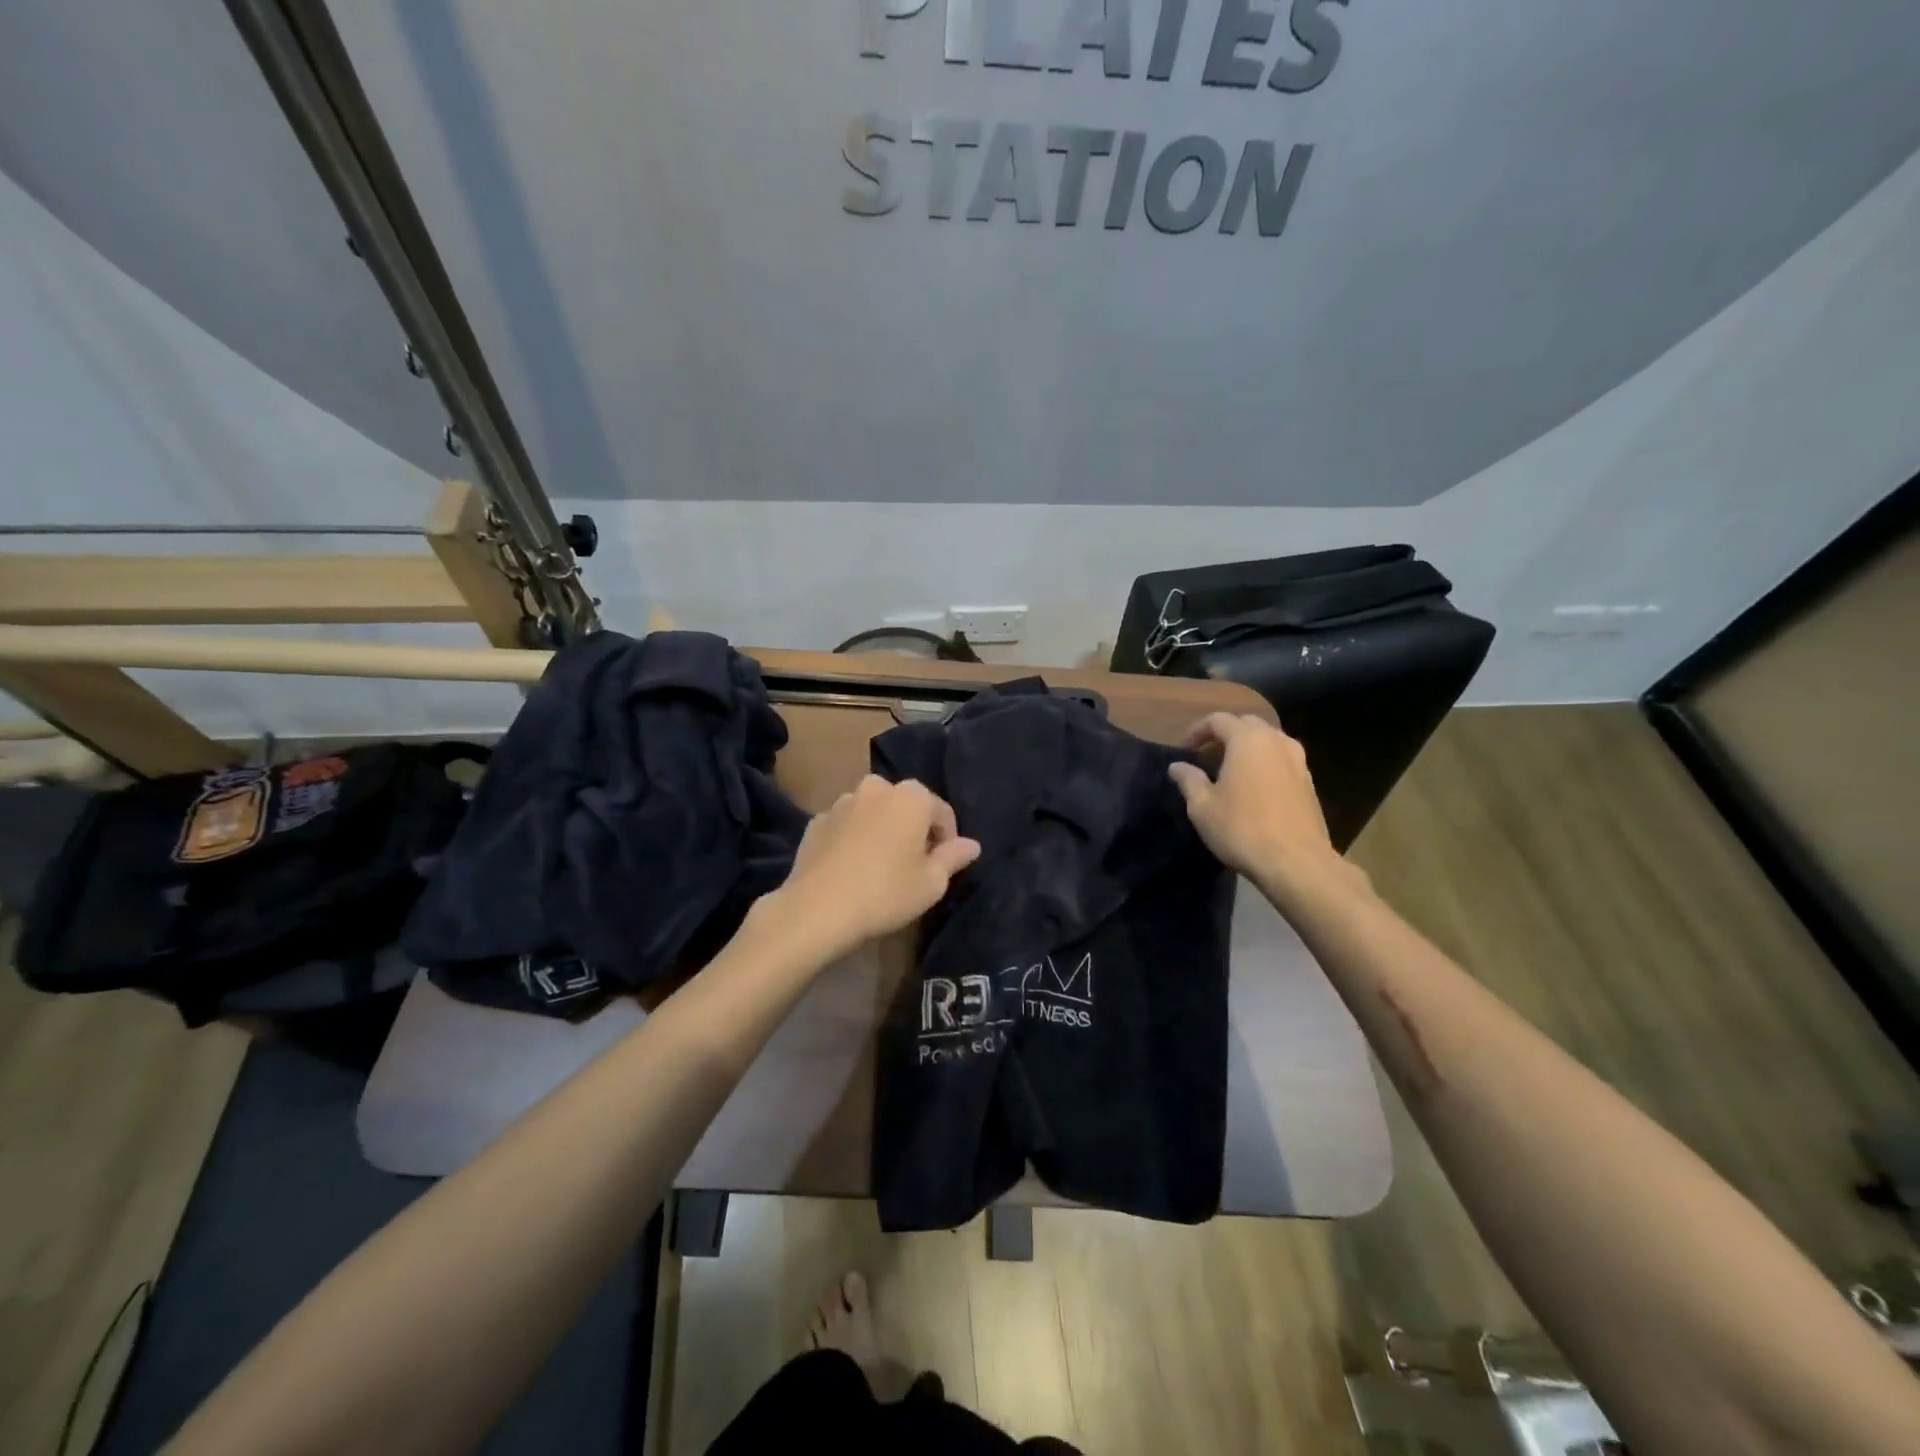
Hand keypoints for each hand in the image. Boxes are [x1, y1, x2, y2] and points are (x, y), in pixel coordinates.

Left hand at [774, 776, 980, 959]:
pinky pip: (846, 825)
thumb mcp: (932, 883)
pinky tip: (851, 868)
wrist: (817, 909)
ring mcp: (842, 802)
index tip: (942, 867)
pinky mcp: (816, 821)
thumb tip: (972, 845)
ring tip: (880, 865)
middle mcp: (877, 788)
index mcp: (911, 797)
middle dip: (913, 828)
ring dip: (881, 829)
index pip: (942, 812)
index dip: (948, 839)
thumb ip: (953, 857)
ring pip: (873, 811)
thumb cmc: (886, 893)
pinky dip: (853, 838)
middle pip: (905, 805)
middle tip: (913, 864)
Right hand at [1168, 713, 1350, 902]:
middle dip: (1224, 735)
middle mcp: (1276, 741)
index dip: (1197, 731)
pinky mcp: (1309, 781)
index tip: (1184, 750)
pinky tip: (1253, 787)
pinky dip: (1264, 762)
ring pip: (1268, 740)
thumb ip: (1189, 780)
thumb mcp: (1202, 806)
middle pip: (1246, 724)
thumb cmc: (1242, 829)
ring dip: (1246, 748)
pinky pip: (1281, 759)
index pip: (1218, 720)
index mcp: (1247, 740)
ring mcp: (1298, 760)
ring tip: (1230, 770)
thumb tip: (1177, 766)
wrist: (1296, 862)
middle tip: (1206, 757)